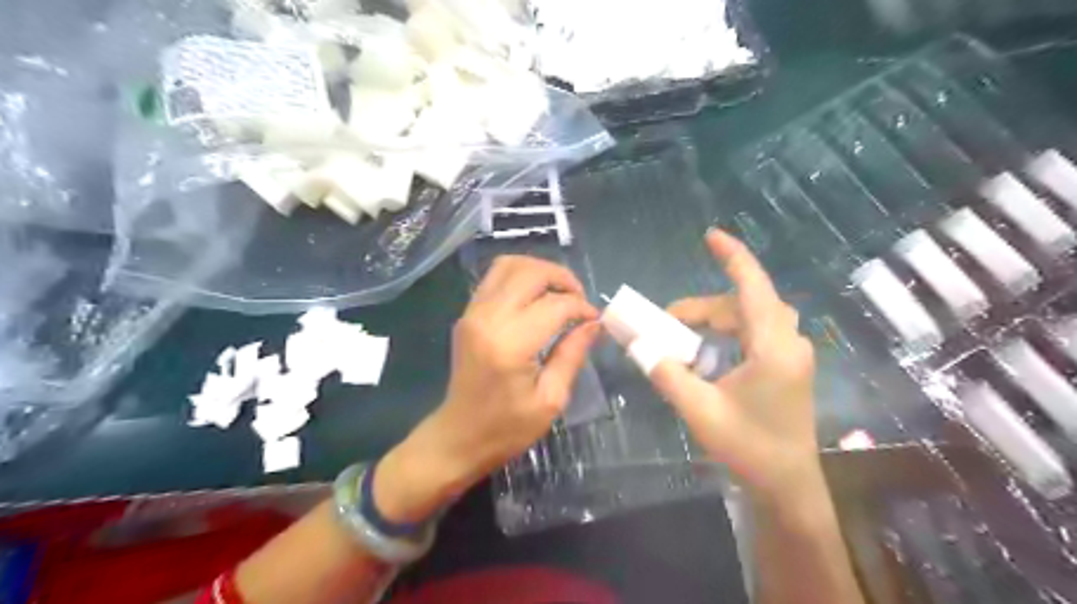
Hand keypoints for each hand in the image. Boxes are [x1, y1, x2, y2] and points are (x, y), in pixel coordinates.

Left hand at [375, 254, 602, 523]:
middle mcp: (487, 319)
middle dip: (562, 278)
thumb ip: (572, 355)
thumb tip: (593, 324)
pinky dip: (521, 277)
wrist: (457, 438)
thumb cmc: (506, 429)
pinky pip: (495, 278)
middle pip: (530, 272)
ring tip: (560, 293)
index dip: (581, 307)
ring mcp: (472, 313)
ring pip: (509, 265)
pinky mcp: (467, 314)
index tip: (595, 320)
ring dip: (540, 271)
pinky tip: (537, 298)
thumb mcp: (550, 400)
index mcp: (510, 344)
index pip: (555, 305)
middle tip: (580, 300)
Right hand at [647, 228, 817, 499]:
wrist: (787, 485)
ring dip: (714, 320)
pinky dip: (727, 333)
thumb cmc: (747, 447)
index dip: (733, 257)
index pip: (753, 287)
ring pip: (749, 318)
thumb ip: (666, 373)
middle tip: (666, 321)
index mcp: (773, 348)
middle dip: (702, 307)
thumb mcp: (699, 409)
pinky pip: (755, 333)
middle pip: (743, 304)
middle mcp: (788, 343)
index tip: (711, 236)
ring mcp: (791, 354)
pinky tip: (707, 352)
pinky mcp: (787, 366)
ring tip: (681, 336)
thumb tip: (638, 345)